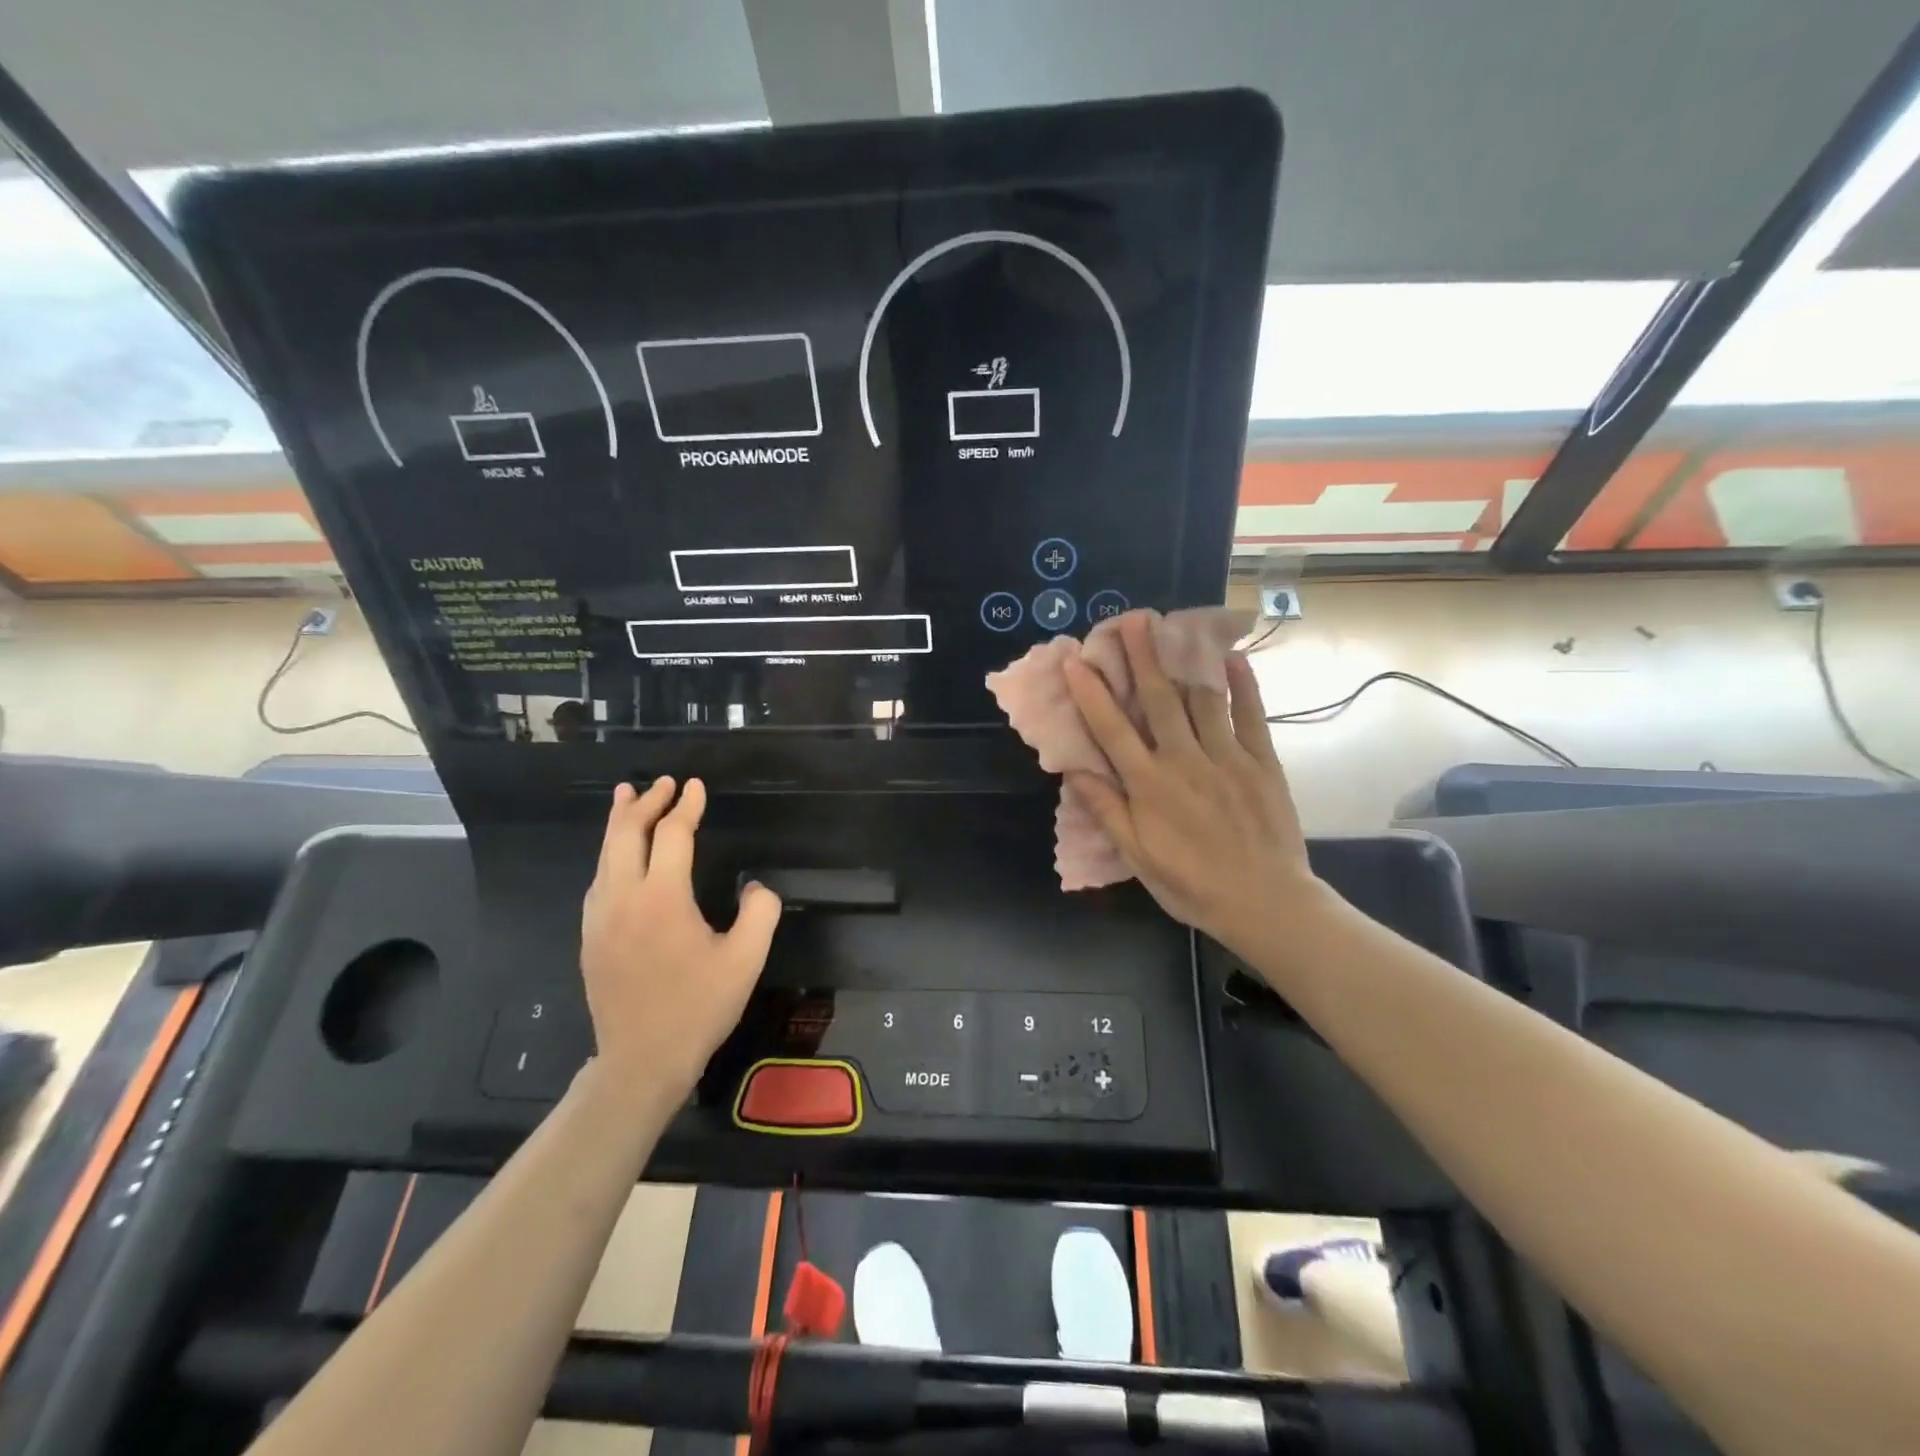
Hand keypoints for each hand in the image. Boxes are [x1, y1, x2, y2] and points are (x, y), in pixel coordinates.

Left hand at [580, 777, 781, 1093]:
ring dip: (619, 823)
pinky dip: (609, 854)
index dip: (686, 806)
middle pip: (626, 834)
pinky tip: (617, 857)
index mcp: (662, 898)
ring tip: (627, 798)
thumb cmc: (698, 1008)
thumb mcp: (746, 960)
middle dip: (645, 803)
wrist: (641, 1061)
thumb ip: (761, 912)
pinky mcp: (590, 938)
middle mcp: (623, 898)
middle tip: (662, 783)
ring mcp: (600, 919)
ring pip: (605, 855)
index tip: (695, 787)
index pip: (672, 835)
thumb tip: (756, 887)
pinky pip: (598, 880)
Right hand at [1062, 615, 1323, 968]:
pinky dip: (1242, 684)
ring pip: (1201, 699)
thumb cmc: (1192, 885)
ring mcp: (1226, 757)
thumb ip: (1107, 809)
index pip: (1112, 730)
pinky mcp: (1261, 761)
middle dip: (1142, 658)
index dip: (1091, 693)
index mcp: (1149, 786)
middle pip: (1158, 700)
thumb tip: (1074, 770)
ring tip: (1172, 626)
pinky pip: (1250, 715)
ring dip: (1183, 660)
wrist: (1266, 902)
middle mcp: (1184, 761)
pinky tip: (1231, 657)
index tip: (1076, 660)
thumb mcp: (1138, 856)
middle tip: (1131, 619)